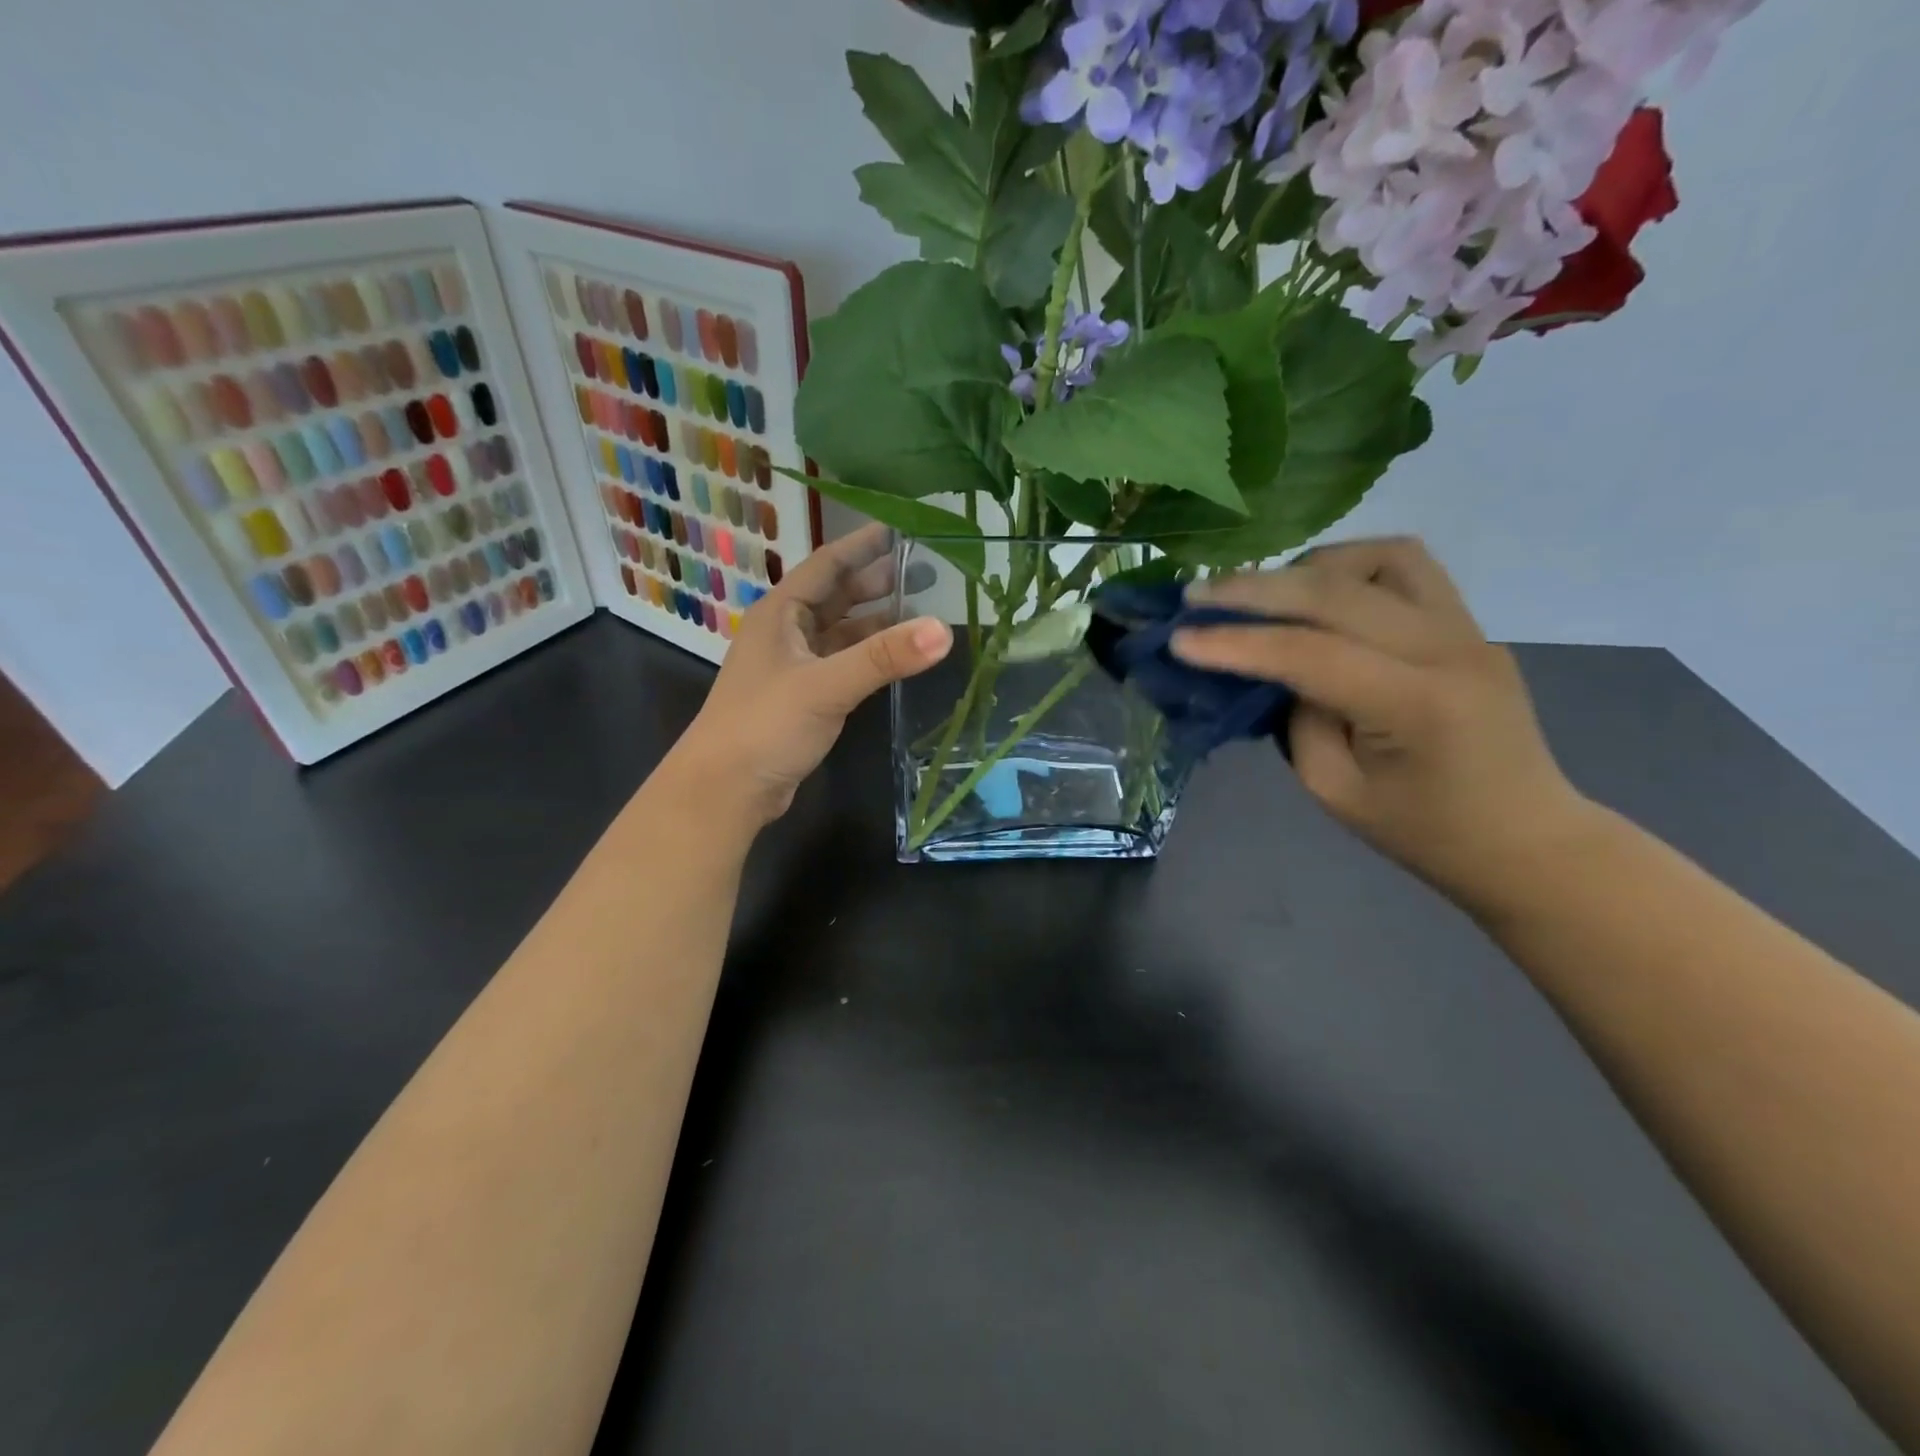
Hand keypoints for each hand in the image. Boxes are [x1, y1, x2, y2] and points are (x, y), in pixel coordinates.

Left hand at [673, 524, 952, 827]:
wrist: (725, 789)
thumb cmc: (766, 725)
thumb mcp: (826, 685)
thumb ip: (884, 657)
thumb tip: (944, 630)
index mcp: (781, 613)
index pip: (827, 564)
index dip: (863, 545)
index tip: (902, 528)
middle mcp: (786, 632)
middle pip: (837, 596)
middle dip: (878, 582)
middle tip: (927, 571)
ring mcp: (794, 666)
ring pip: (841, 632)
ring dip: (877, 621)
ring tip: (922, 611)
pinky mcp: (803, 698)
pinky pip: (842, 663)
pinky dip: (869, 656)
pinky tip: (896, 657)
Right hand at [1171, 537, 1599, 917]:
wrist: (1525, 838)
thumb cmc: (1423, 832)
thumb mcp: (1335, 789)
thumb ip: (1296, 719)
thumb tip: (1267, 667)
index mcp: (1416, 706)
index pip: (1310, 654)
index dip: (1236, 644)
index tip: (1178, 639)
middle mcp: (1449, 650)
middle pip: (1338, 591)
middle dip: (1255, 589)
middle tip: (1196, 594)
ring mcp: (1468, 628)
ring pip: (1380, 558)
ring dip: (1309, 568)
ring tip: (1263, 594)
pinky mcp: (1467, 623)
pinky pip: (1405, 568)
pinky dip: (1349, 569)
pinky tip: (1317, 595)